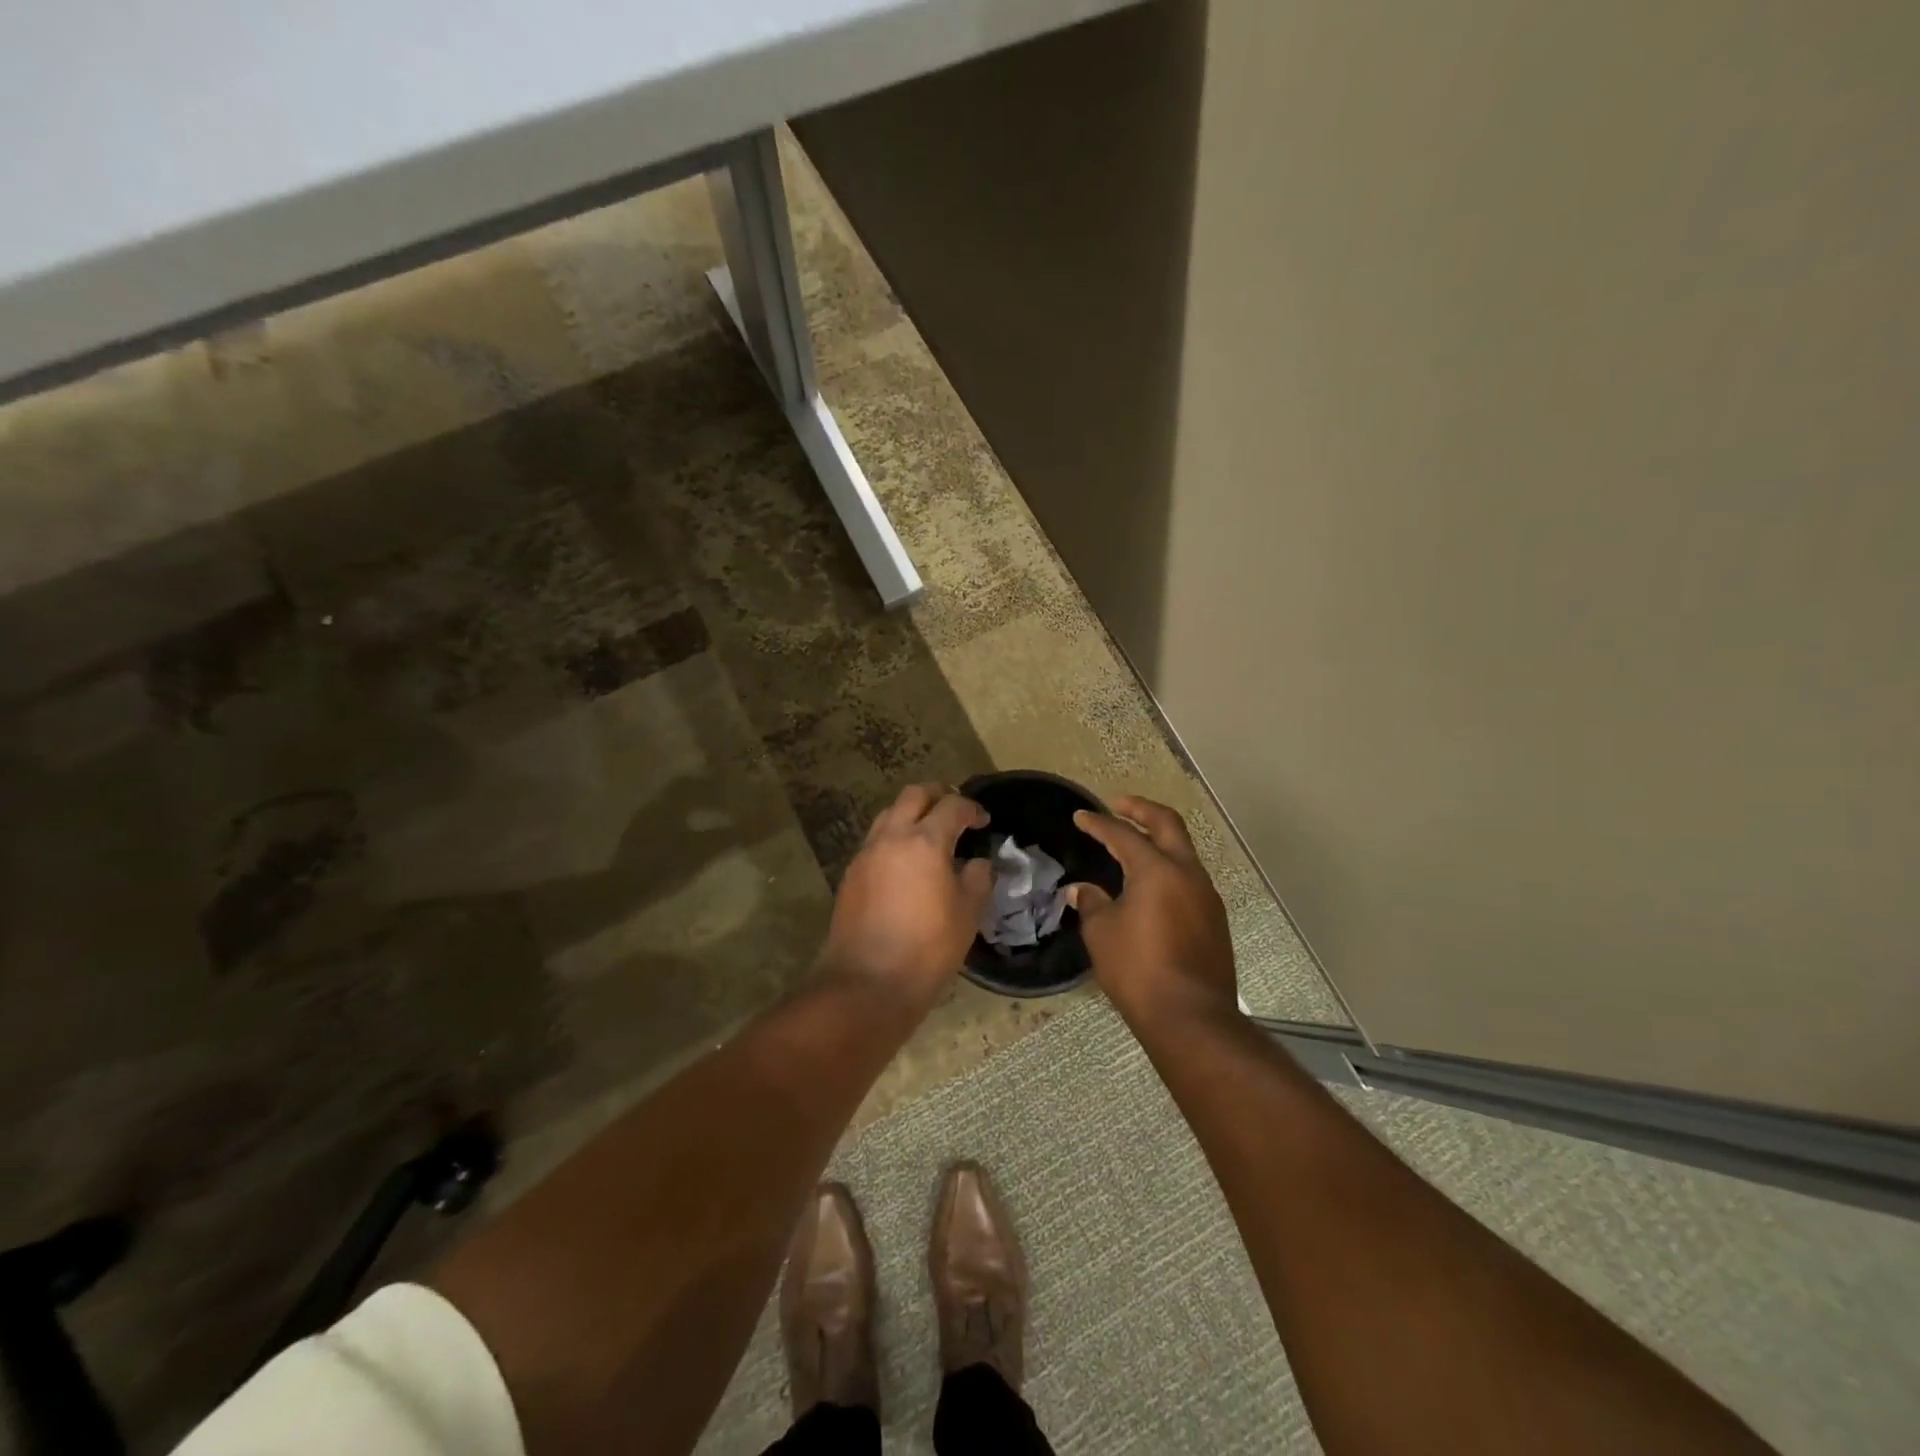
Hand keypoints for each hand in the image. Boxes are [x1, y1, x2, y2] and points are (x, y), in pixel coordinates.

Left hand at [820, 783, 992, 1010]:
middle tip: (955, 811)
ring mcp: (865, 854)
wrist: (868, 982)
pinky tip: (906, 863)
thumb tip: (978, 863)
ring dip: (911, 814)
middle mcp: (891, 837)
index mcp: (925, 841)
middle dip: (937, 795)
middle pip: (913, 795)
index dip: (971, 809)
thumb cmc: (928, 948)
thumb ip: (978, 878)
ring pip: (888, 814)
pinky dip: (894, 838)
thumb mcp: (968, 914)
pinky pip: (875, 841)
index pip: (952, 806)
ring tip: (929, 834)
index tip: (983, 821)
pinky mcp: (850, 874)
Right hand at [1069, 796, 1237, 1024]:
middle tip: (1119, 806)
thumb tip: (1083, 890)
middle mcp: (1187, 874)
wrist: (1191, 1017)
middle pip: (1168, 825)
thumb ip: (1093, 904)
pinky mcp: (1214, 919)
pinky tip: (1152, 886)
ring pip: (1183, 852)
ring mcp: (1206, 896)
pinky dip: (1169, 868)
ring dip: (1159, 840)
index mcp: (1157, 870)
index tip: (1081, 817)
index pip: (1123, 835)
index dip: (1099, 824)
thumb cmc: (1138, 970)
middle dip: (1141, 810)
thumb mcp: (1103, 934)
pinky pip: (1189, 879)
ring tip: (1134, 846)